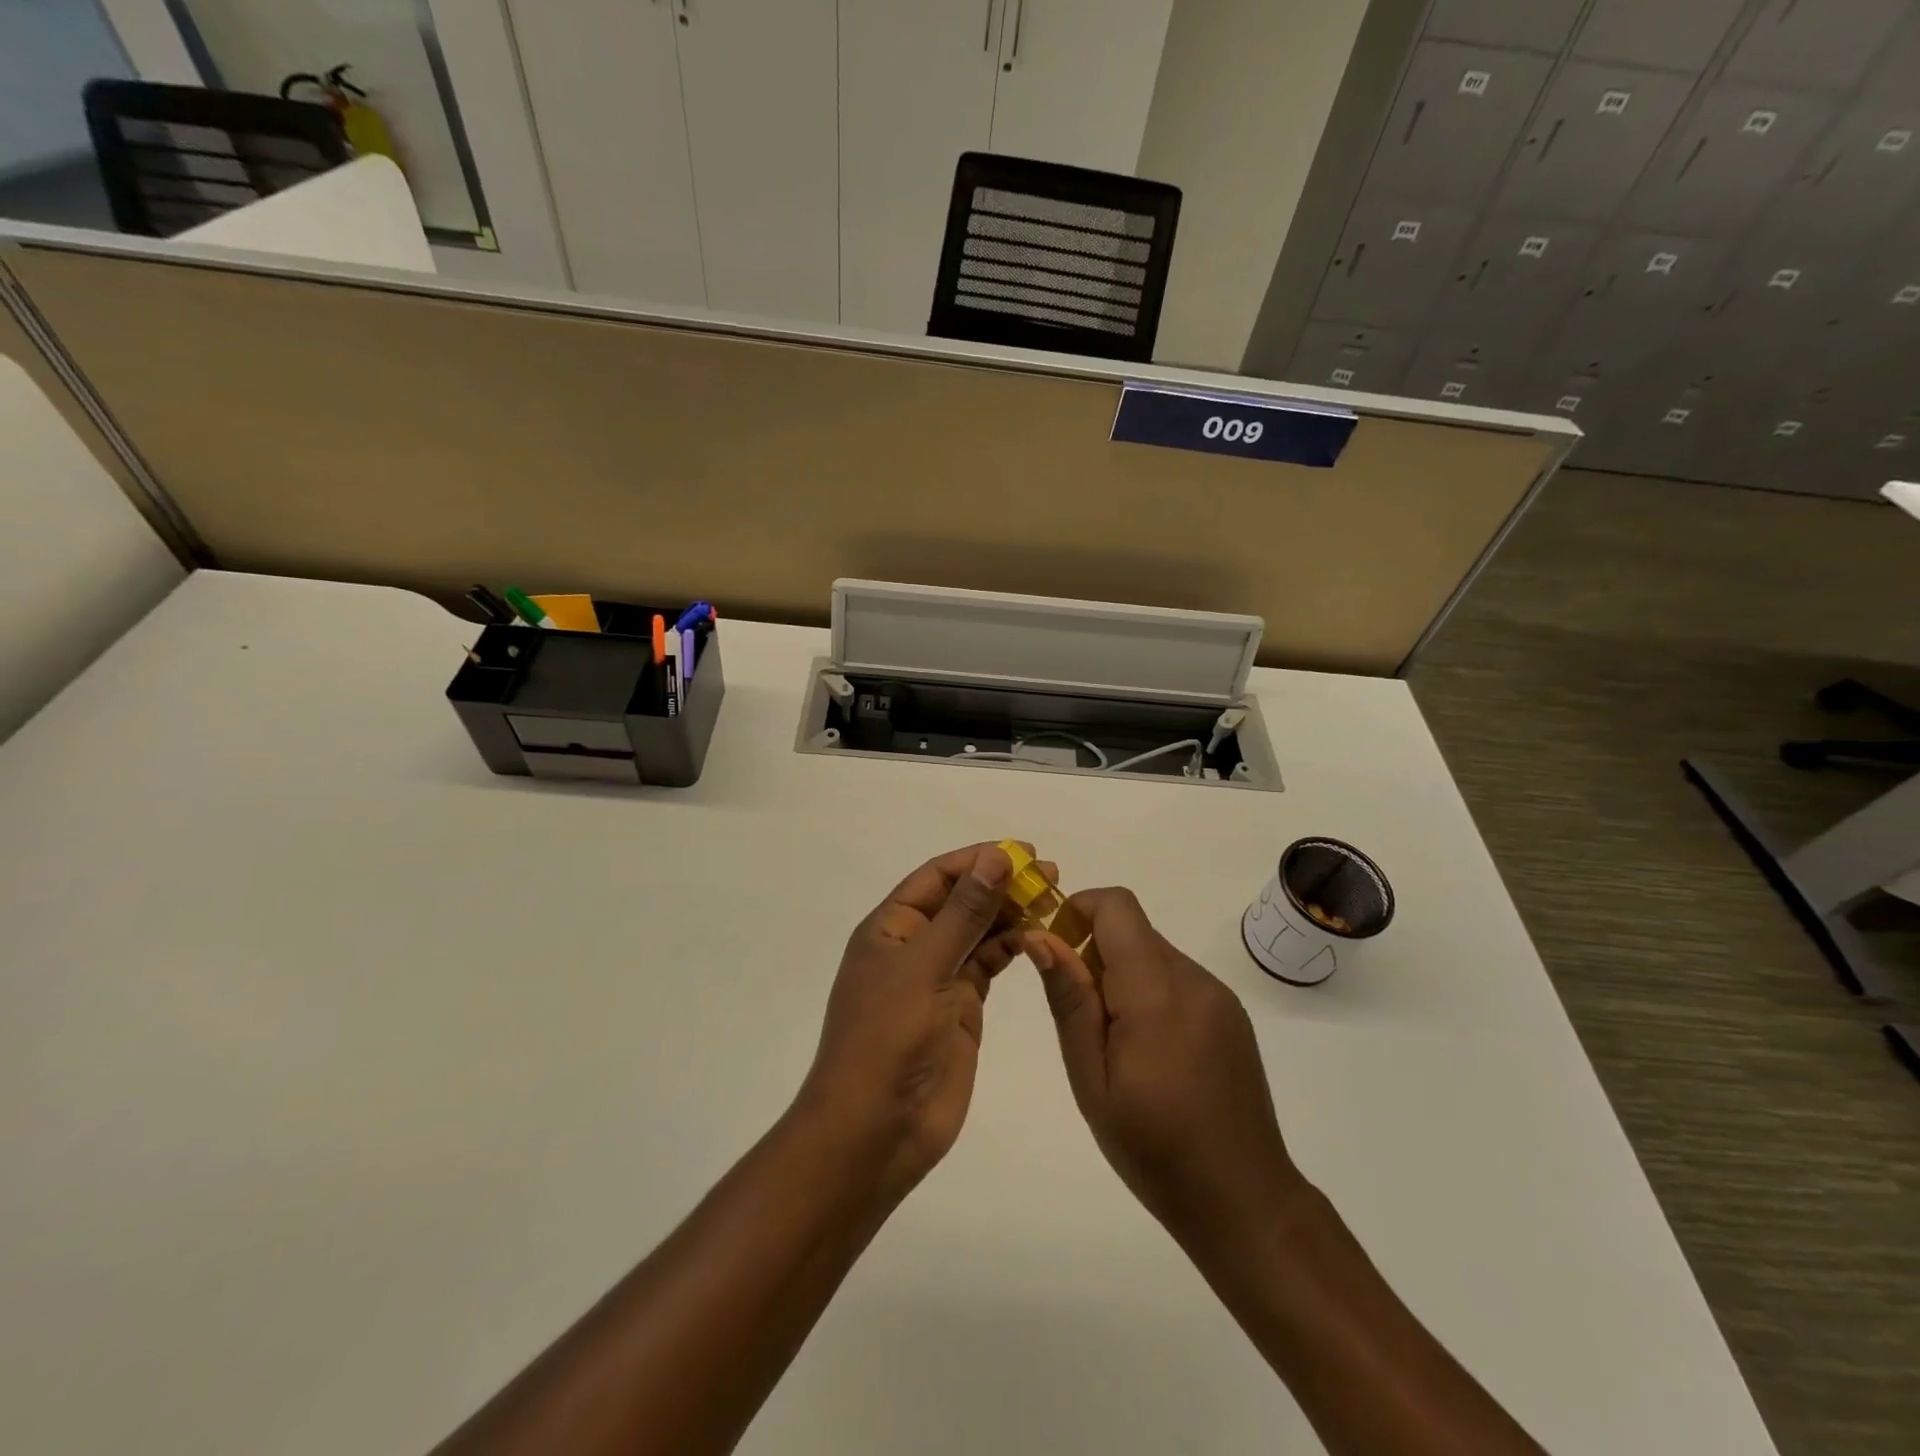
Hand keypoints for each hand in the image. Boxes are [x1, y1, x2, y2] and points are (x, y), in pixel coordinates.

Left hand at [799, 843, 1037, 1196]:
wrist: (875, 1130)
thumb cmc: (887, 1038)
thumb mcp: (924, 966)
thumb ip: (964, 913)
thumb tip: (996, 857)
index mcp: (891, 928)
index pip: (937, 877)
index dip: (977, 860)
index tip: (1023, 851)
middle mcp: (913, 946)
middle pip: (961, 901)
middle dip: (1000, 884)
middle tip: (1049, 873)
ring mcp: (938, 978)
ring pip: (978, 933)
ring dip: (1010, 914)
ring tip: (1051, 899)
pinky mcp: (960, 1008)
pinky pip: (988, 966)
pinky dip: (1012, 949)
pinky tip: (1038, 937)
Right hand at [1027, 889, 1305, 1244]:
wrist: (1242, 1200)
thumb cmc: (1152, 1146)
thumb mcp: (1091, 1077)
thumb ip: (1069, 999)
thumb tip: (1040, 937)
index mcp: (1156, 990)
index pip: (1116, 906)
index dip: (1078, 911)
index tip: (1055, 950)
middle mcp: (1193, 978)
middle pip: (1134, 930)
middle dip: (1094, 950)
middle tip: (1078, 1015)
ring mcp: (1218, 995)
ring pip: (1154, 954)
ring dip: (1122, 975)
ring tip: (1113, 1043)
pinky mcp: (1230, 1014)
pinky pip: (1178, 979)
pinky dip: (1150, 992)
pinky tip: (1149, 1051)